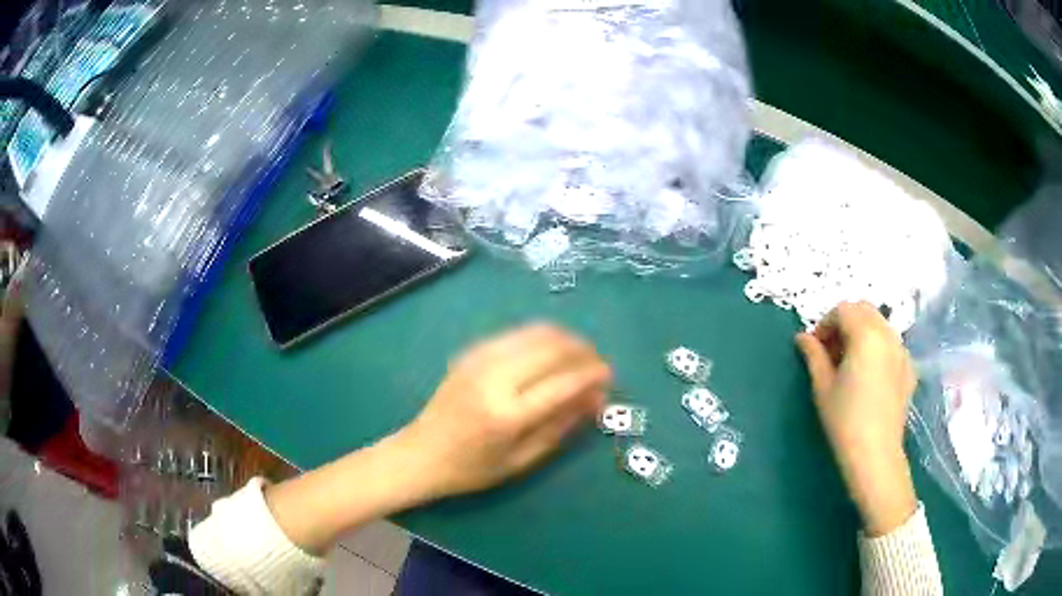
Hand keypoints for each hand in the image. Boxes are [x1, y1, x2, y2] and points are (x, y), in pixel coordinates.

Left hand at [398, 323, 612, 498]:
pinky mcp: (471, 352)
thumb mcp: (522, 460)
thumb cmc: (472, 469)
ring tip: (579, 355)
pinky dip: (540, 337)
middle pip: (551, 347)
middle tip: (597, 364)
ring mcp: (479, 360)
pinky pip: (516, 334)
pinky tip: (549, 352)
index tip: (609, 375)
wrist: (421, 453)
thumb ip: (560, 427)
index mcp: (507, 414)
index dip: (591, 374)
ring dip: (564, 338)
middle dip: (582, 350)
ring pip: (535, 332)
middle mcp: (494, 378)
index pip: (562, 382)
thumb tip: (595, 399)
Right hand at [795, 302, 917, 535]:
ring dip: (862, 333)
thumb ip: (813, 355)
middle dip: (845, 323)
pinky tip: (869, 376)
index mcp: (865, 334)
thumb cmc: (844, 420)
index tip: (814, 348)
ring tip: (849, 364)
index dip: (824, 324)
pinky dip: (877, 348)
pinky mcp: (909, 369)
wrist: (875, 455)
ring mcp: (902, 351)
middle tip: (831, 352)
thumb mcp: (822, 387)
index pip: (842, 310)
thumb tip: (802, 338)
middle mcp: (887, 334)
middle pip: (864, 310)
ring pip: (880, 325)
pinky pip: (891, 345)